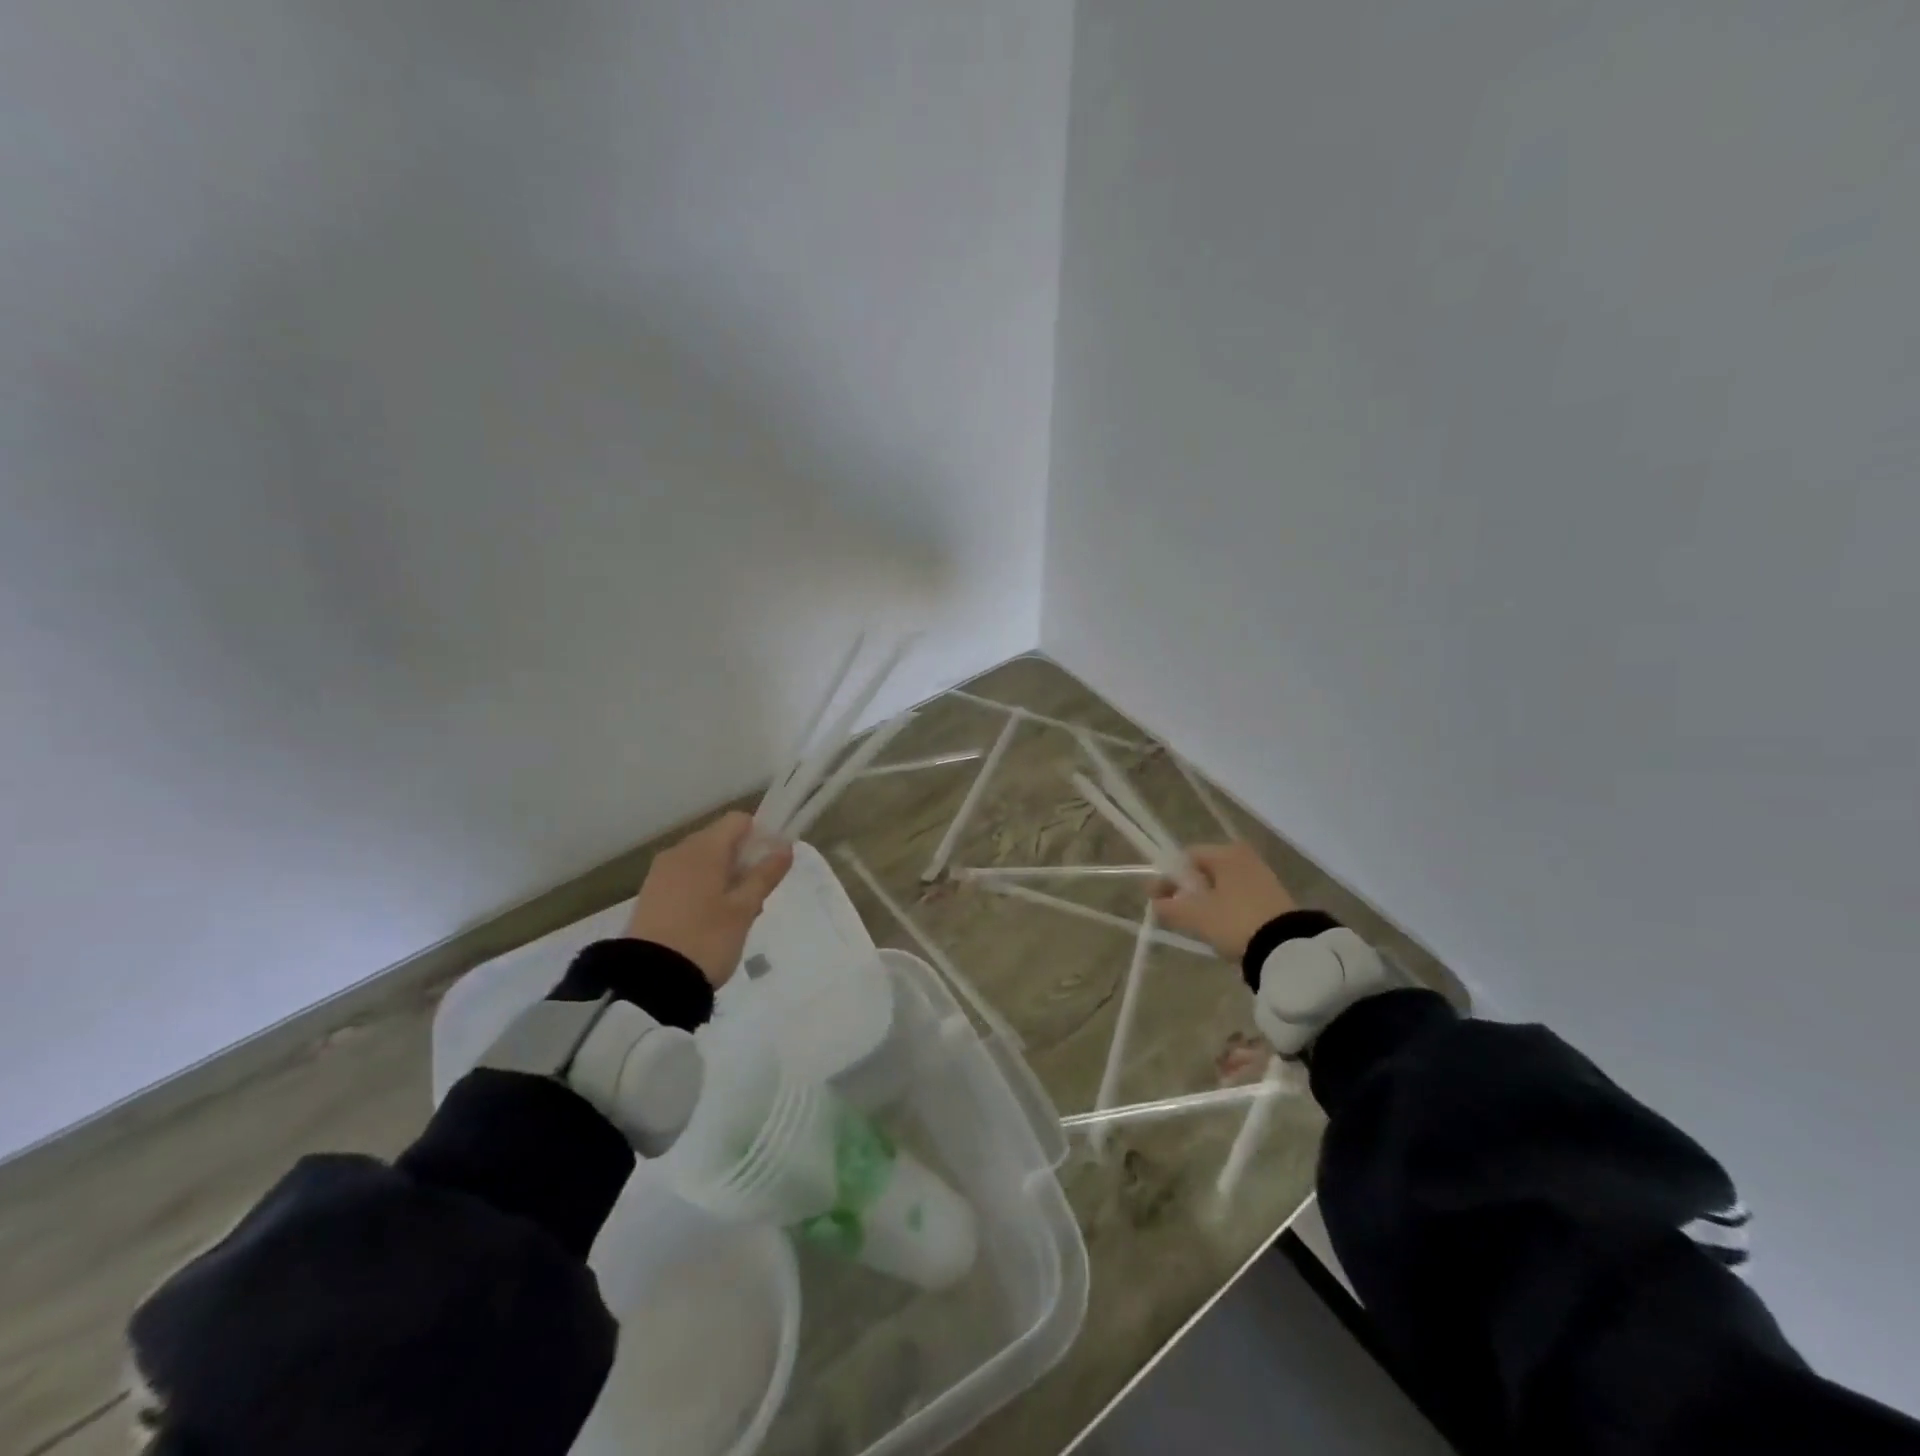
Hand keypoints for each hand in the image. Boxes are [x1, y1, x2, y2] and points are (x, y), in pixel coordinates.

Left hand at [627, 811, 793, 986]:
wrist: (648, 982)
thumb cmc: (706, 939)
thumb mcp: (744, 909)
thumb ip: (765, 874)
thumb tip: (784, 846)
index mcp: (704, 848)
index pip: (739, 821)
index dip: (760, 836)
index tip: (770, 867)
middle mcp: (679, 851)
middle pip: (720, 840)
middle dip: (743, 862)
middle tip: (756, 899)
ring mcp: (660, 873)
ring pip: (703, 862)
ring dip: (724, 878)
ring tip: (734, 917)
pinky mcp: (650, 895)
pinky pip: (685, 879)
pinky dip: (702, 891)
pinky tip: (709, 923)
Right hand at [1150, 842, 1297, 961]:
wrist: (1287, 949)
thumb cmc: (1235, 921)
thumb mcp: (1196, 916)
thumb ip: (1170, 907)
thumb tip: (1156, 903)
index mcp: (1226, 852)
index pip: (1186, 857)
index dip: (1167, 878)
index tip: (1156, 899)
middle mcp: (1245, 857)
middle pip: (1204, 871)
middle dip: (1186, 891)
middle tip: (1175, 912)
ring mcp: (1262, 877)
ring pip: (1221, 885)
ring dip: (1205, 901)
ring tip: (1196, 924)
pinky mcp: (1273, 897)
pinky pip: (1237, 897)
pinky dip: (1224, 908)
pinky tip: (1220, 928)